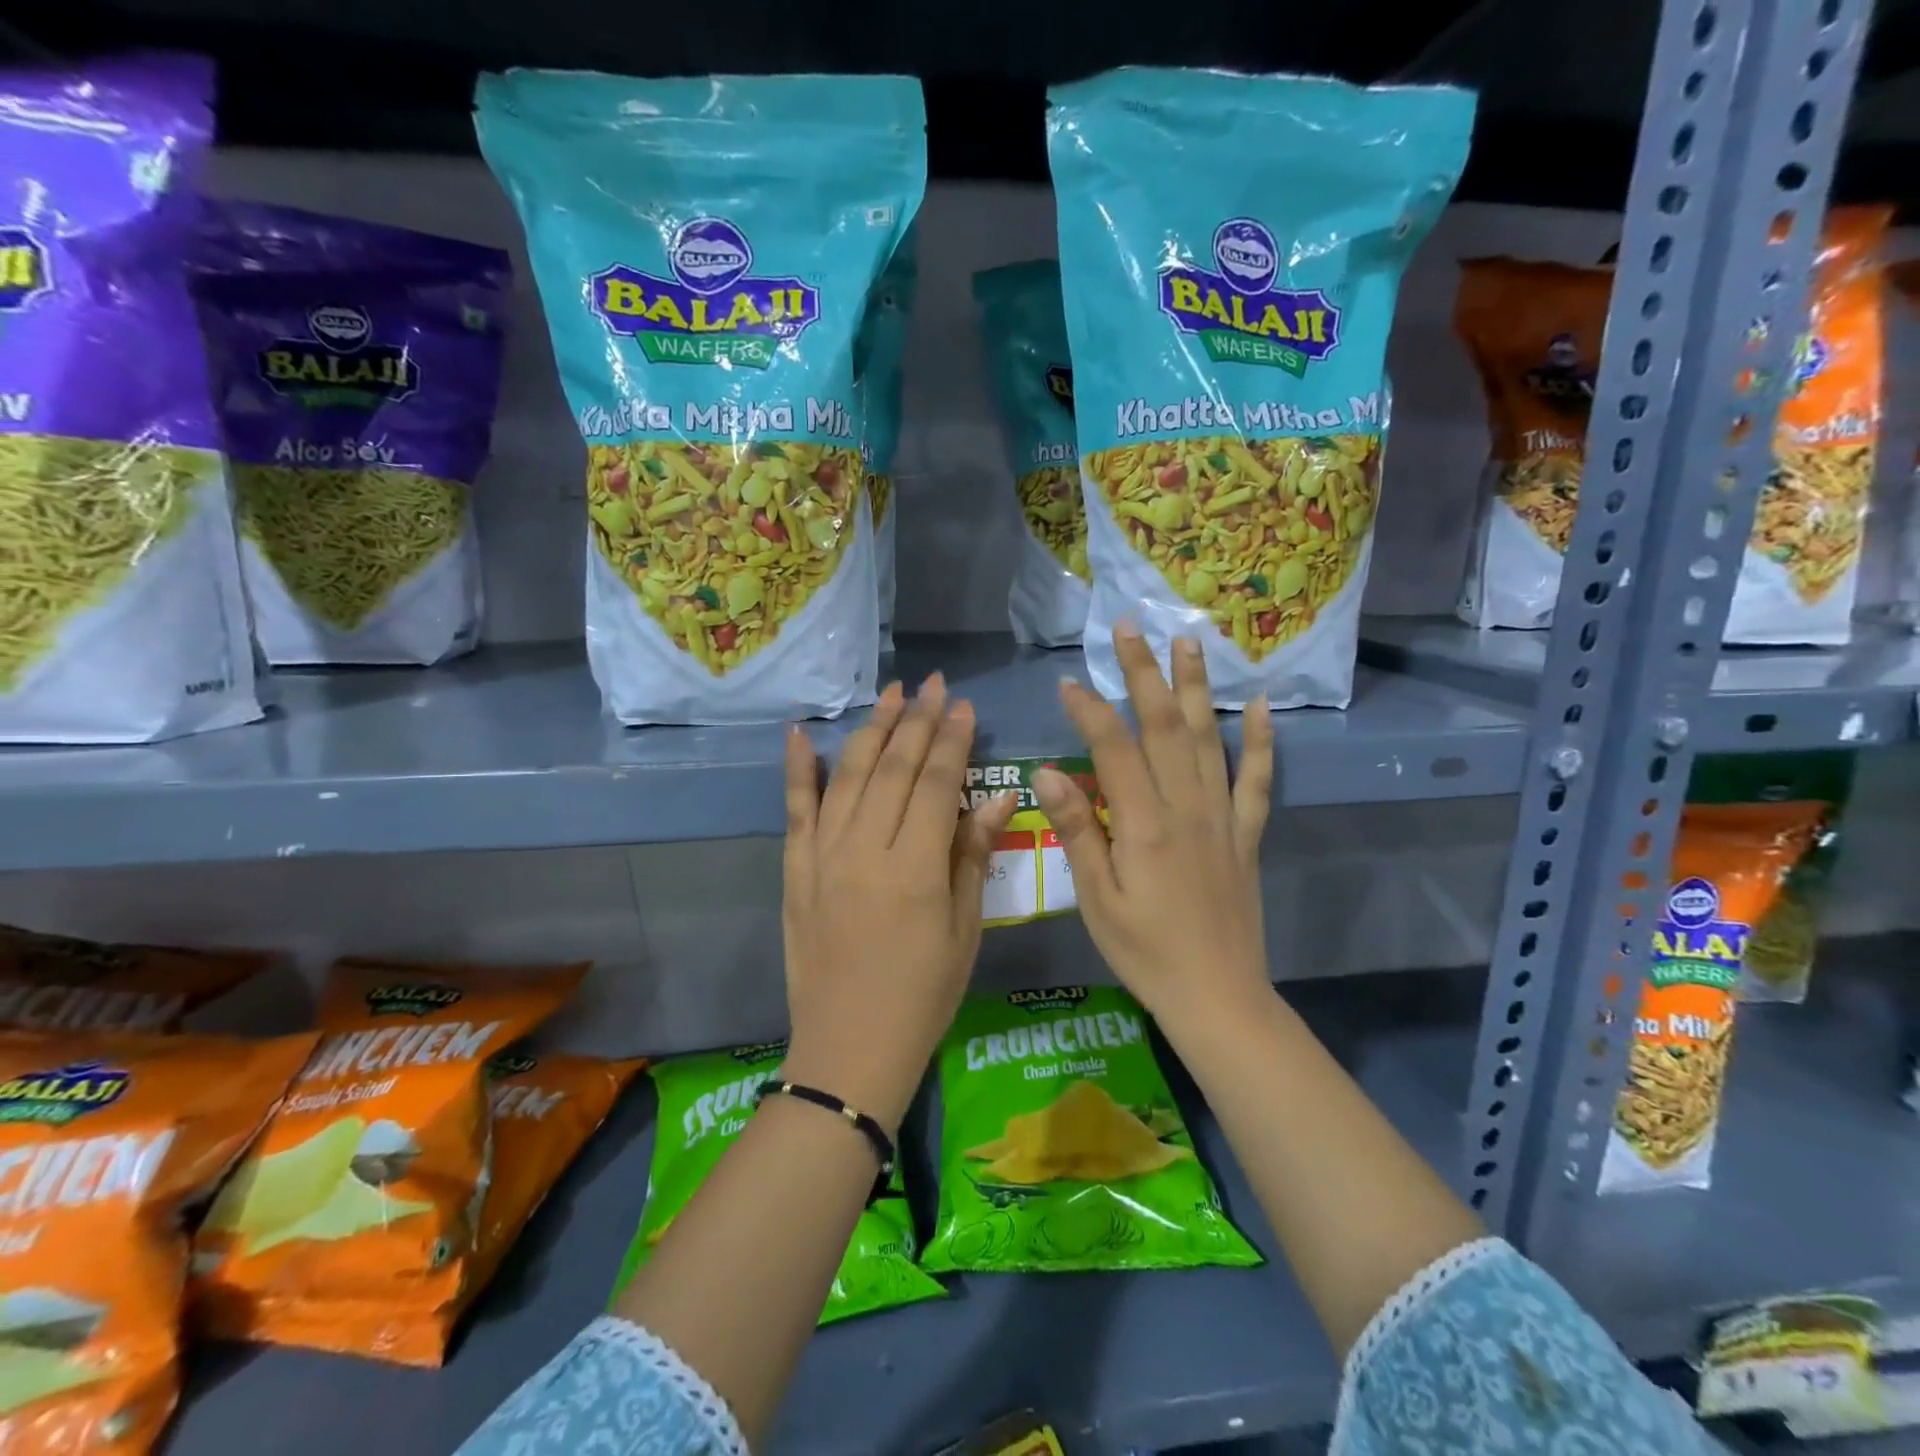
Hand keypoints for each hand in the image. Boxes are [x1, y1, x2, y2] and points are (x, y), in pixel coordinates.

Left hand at [780, 674, 1017, 1131]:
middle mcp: (864, 849)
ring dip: (870, 730)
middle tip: (933, 684)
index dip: (952, 740)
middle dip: (916, 721)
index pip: (935, 783)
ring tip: (890, 694)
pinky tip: (798, 733)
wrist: (849, 1048)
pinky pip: (794, 809)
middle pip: (892, 769)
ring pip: (847, 776)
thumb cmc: (923, 994)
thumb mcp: (964, 929)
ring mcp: (822, 856)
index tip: (963, 705)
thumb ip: (973, 855)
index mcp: (914, 868)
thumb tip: (997, 796)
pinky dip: (796, 769)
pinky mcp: (794, 869)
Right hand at [1033, 626, 1273, 1020]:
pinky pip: (1256, 780)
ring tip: (1188, 640)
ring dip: (1197, 686)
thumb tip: (1047, 772)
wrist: (1218, 997)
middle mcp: (1187, 808)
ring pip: (1210, 738)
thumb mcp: (1096, 899)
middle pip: (1166, 726)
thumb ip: (1077, 830)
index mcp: (1145, 825)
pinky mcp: (1246, 835)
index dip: (1090, 710)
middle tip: (1130, 628)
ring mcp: (1223, 818)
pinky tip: (1262, 705)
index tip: (1068, 681)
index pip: (1114, 748)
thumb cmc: (1145, 952)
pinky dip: (1261, 741)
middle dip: (1144, 673)